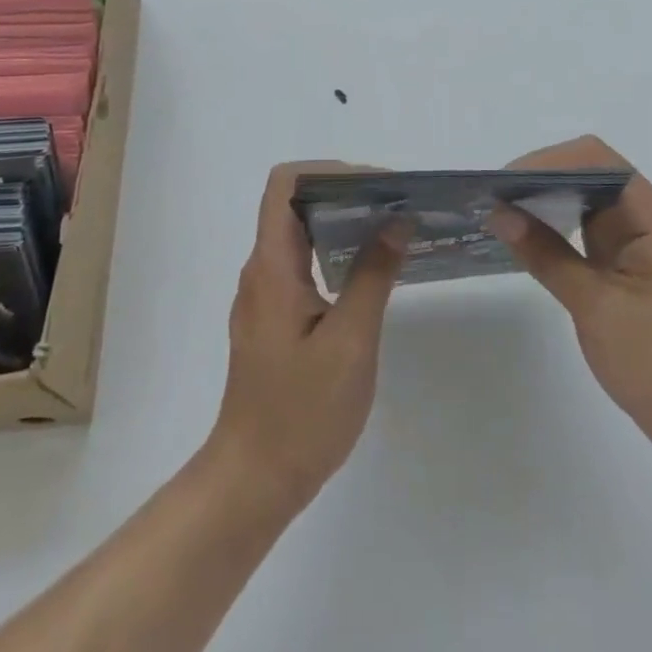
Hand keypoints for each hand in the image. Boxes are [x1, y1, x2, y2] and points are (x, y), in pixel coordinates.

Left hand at [207, 163, 409, 514]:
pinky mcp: (275, 317)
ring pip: (300, 234)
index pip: (285, 184)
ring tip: (393, 229)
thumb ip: (373, 275)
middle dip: (346, 193)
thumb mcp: (350, 342)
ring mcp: (265, 294)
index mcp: (272, 266)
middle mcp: (262, 270)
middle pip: (295, 204)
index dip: (328, 171)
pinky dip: (336, 253)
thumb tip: (397, 221)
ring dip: (343, 223)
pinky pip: (304, 263)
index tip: (376, 186)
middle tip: (396, 204)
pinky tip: (372, 271)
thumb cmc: (302, 412)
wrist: (254, 480)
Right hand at [488, 135, 651, 461]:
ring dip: (544, 201)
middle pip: (587, 172)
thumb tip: (499, 213)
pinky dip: (554, 227)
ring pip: (584, 199)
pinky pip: (584, 229)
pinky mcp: (625, 264)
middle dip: (539, 178)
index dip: (547, 162)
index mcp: (651, 216)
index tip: (504, 185)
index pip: (595, 160)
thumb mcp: (597, 306)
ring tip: (499, 213)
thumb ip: (547, 255)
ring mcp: (636, 241)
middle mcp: (645, 217)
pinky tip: (524, 238)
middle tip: (492, 199)